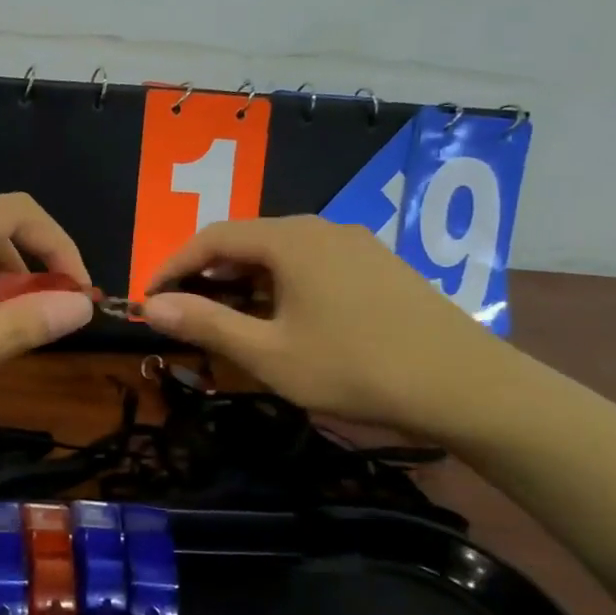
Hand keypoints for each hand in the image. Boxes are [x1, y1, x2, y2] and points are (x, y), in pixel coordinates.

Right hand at [140, 216, 513, 437]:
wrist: (464, 386)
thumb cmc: (354, 368)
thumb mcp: (268, 353)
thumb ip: (206, 324)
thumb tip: (151, 306)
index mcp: (290, 240)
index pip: (212, 237)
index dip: (173, 265)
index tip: (150, 299)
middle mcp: (321, 228)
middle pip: (246, 240)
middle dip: (206, 274)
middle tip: (185, 313)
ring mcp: (354, 245)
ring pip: (279, 252)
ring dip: (242, 281)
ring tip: (227, 320)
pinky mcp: (376, 266)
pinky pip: (310, 264)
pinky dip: (278, 284)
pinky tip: (283, 319)